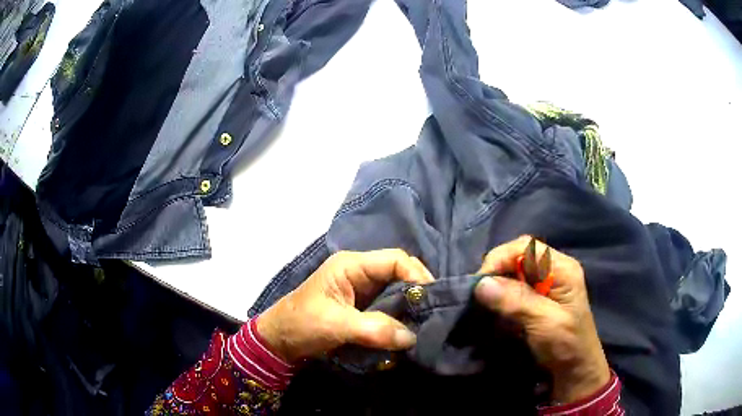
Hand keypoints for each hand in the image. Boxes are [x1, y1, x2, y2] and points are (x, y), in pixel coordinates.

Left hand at [257, 249, 434, 363]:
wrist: (279, 342)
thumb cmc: (301, 324)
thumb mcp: (335, 325)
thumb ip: (374, 329)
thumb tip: (412, 337)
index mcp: (351, 266)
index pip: (395, 260)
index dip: (417, 275)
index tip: (432, 299)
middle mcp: (360, 273)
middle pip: (399, 274)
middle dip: (417, 292)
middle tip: (432, 314)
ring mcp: (361, 291)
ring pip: (396, 292)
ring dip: (409, 308)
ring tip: (424, 324)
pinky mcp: (362, 309)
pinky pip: (388, 309)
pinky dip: (399, 319)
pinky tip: (407, 331)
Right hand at [475, 236, 609, 403]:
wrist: (575, 369)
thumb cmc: (566, 345)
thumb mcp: (545, 323)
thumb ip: (517, 301)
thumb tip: (481, 284)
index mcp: (562, 268)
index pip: (527, 247)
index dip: (501, 258)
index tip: (481, 283)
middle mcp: (553, 269)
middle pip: (518, 255)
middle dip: (497, 270)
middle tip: (479, 292)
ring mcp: (546, 283)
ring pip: (514, 271)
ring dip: (496, 283)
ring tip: (483, 300)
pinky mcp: (537, 297)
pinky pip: (513, 286)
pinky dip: (500, 294)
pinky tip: (494, 306)